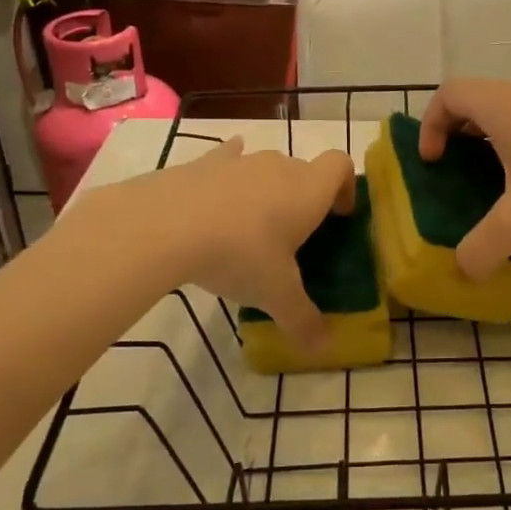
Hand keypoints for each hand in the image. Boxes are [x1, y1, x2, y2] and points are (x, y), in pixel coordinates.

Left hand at [73, 137, 355, 346]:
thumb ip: (303, 320)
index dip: (345, 187)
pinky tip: (217, 196)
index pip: (340, 166)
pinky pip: (225, 161)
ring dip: (266, 190)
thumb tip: (324, 348)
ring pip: (264, 168)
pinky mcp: (202, 164)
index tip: (338, 215)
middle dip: (304, 198)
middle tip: (293, 237)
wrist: (165, 225)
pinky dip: (228, 175)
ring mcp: (239, 161)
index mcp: (308, 191)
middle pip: (303, 170)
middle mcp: (278, 167)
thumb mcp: (275, 295)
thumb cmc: (239, 254)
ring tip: (250, 228)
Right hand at [419, 80, 510, 277]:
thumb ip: (483, 247)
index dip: (430, 124)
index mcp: (502, 106)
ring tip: (494, 179)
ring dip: (489, 138)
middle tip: (456, 170)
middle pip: (475, 99)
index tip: (434, 162)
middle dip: (456, 132)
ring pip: (507, 109)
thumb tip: (464, 270)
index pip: (448, 93)